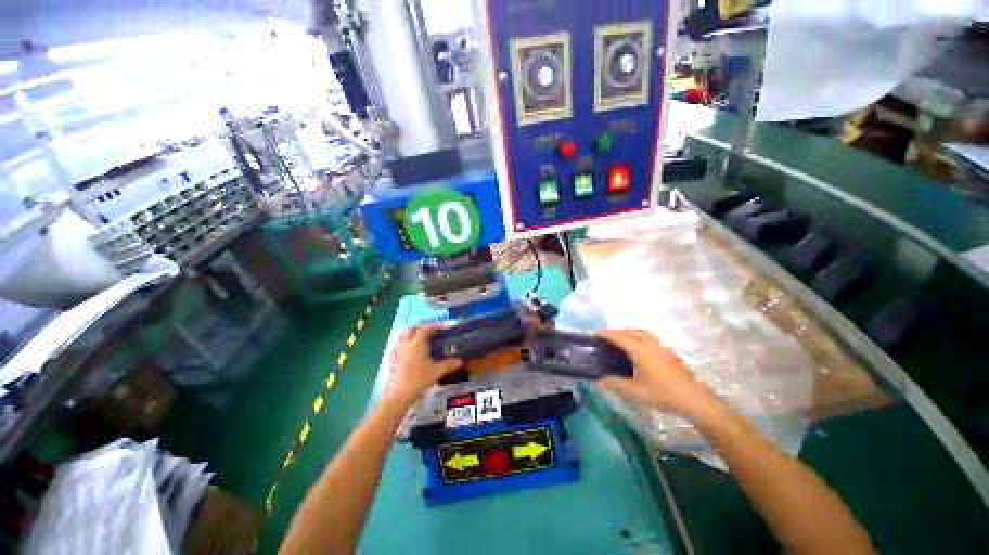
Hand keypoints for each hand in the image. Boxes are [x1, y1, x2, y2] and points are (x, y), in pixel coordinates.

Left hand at [386, 324, 461, 405]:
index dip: (435, 327)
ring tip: (424, 343)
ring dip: (413, 336)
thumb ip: (449, 364)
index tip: (443, 329)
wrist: (399, 395)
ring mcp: (398, 352)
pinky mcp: (394, 361)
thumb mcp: (436, 372)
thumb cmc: (418, 379)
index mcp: (416, 343)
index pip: (425, 329)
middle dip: (421, 329)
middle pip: (411, 330)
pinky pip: (401, 347)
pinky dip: (408, 346)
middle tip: (431, 334)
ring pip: (404, 338)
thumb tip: (460, 361)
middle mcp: (405, 344)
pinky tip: (415, 355)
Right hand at [597, 329, 722, 418]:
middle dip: (617, 332)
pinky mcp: (670, 353)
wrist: (693, 399)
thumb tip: (598, 381)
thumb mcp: (635, 391)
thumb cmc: (662, 393)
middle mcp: (650, 344)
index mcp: (639, 350)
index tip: (596, 333)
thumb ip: (615, 384)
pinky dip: (641, 337)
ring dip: (631, 332)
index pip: (619, 337)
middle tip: (607, 337)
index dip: (606, 334)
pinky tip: (641, 350)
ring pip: (643, 333)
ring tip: (623, 339)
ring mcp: (662, 347)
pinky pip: (651, 338)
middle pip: (631, 332)